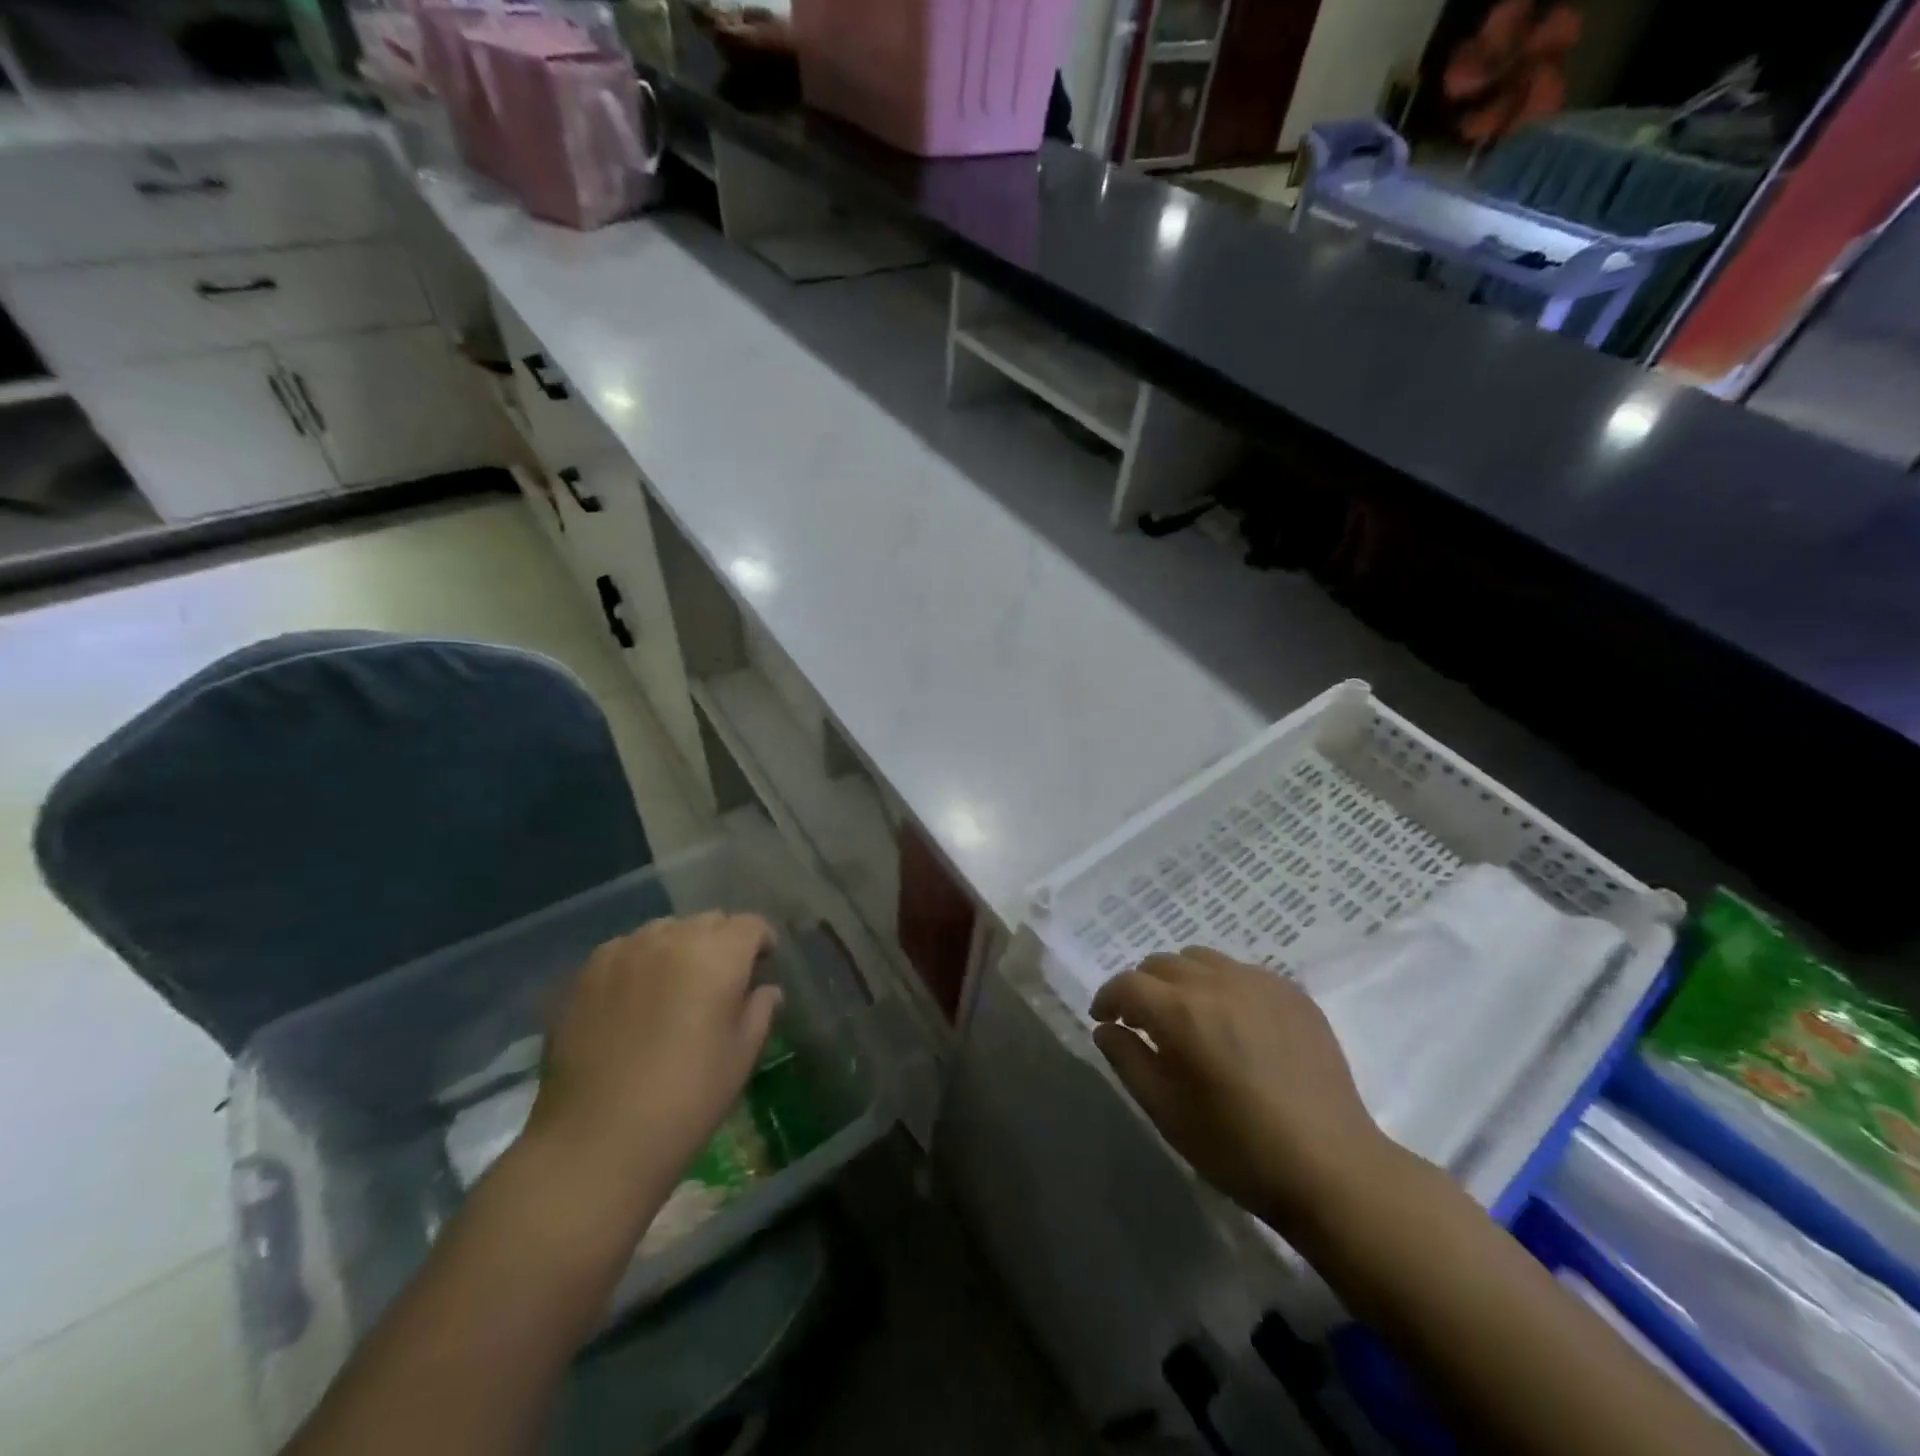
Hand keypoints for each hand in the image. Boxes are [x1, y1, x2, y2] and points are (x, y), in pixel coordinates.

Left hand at [526, 913, 781, 1220]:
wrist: (596, 1139)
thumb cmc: (687, 1099)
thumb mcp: (741, 1056)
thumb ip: (760, 1010)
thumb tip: (765, 989)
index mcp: (718, 955)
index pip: (750, 924)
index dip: (761, 942)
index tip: (762, 967)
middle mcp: (672, 938)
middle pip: (709, 921)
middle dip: (722, 942)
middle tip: (721, 981)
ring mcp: (624, 950)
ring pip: (665, 930)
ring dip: (680, 947)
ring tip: (676, 986)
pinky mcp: (587, 971)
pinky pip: (626, 948)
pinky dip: (640, 961)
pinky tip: (635, 998)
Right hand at [1091, 947, 1395, 1243]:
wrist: (1332, 1167)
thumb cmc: (1238, 1148)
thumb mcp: (1166, 1112)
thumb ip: (1127, 1060)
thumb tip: (1106, 1029)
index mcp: (1181, 1013)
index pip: (1128, 984)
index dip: (1108, 998)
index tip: (1105, 1020)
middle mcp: (1218, 983)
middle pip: (1162, 963)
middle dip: (1143, 987)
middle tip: (1144, 1022)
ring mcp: (1260, 983)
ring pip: (1201, 959)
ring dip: (1181, 979)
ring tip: (1189, 1016)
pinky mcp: (1292, 993)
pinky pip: (1242, 971)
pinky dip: (1223, 985)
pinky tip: (1233, 1022)